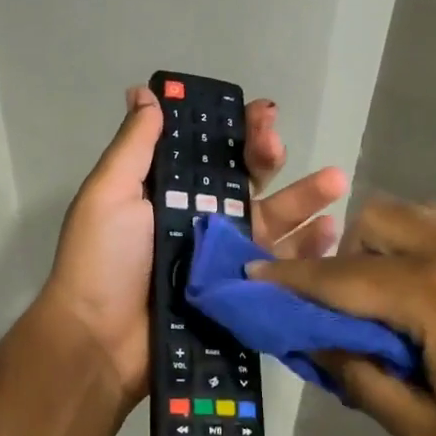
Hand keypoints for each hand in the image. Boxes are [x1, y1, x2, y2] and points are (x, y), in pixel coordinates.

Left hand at [39, 85, 346, 413]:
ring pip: (273, 222)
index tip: (261, 115)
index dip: (237, 131)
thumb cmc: (102, 261)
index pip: (212, 152)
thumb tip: (144, 91)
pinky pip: (281, 269)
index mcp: (171, 193)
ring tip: (336, 183)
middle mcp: (202, 221)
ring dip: (305, 200)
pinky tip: (330, 234)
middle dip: (271, 158)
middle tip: (280, 146)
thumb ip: (135, 145)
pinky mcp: (240, 295)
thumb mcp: (109, 194)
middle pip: (248, 183)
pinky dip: (308, 252)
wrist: (100, 343)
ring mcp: (225, 259)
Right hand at [250, 196, 435, 435]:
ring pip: (417, 215)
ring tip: (406, 304)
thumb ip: (361, 380)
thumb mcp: (429, 433)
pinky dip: (433, 251)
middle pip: (375, 218)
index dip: (290, 278)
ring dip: (391, 247)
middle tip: (354, 306)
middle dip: (349, 254)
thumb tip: (318, 345)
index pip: (340, 277)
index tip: (253, 273)